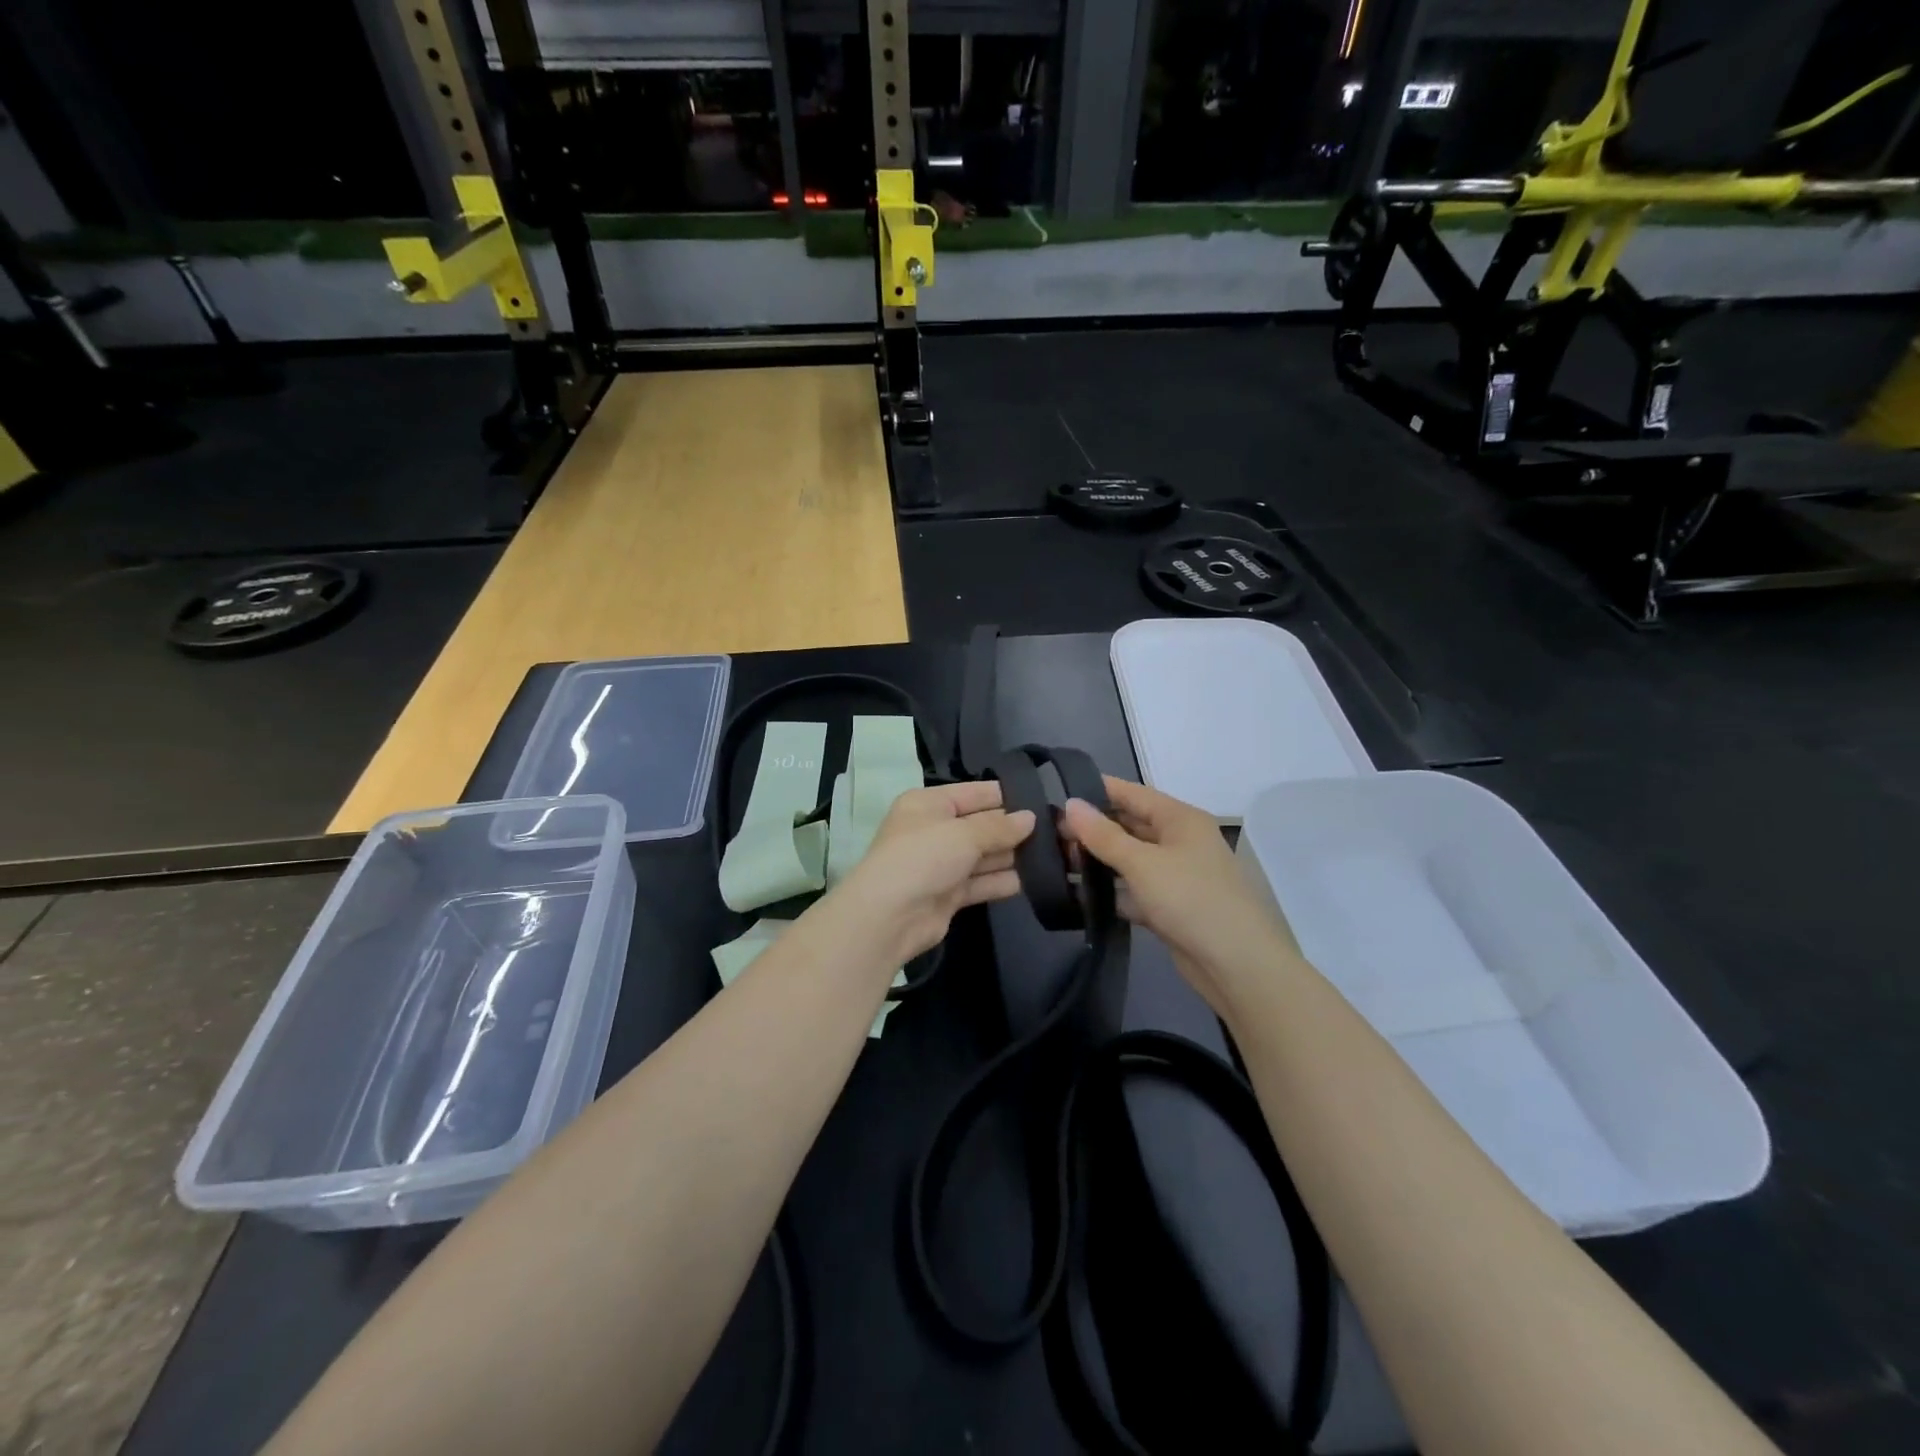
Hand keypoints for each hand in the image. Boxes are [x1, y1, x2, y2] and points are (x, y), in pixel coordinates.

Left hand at [829, 781, 1036, 967]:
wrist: (889, 917)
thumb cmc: (923, 858)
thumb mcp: (963, 834)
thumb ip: (999, 826)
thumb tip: (1030, 818)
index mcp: (928, 804)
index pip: (974, 793)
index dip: (1006, 796)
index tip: (1042, 800)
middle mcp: (934, 830)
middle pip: (981, 825)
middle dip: (1013, 829)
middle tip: (1057, 830)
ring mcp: (940, 864)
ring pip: (983, 855)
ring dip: (1012, 856)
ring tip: (1052, 854)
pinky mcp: (948, 895)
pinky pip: (980, 883)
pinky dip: (1001, 881)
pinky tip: (1032, 881)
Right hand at [1061, 777, 1299, 1017]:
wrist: (1237, 965)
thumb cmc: (1191, 899)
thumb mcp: (1143, 863)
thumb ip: (1103, 835)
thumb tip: (1070, 804)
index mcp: (1180, 819)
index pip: (1132, 793)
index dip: (1097, 790)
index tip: (1057, 793)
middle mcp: (1179, 841)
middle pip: (1129, 825)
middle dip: (1092, 828)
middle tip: (1048, 833)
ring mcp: (1175, 875)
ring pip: (1129, 858)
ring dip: (1097, 860)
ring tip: (1055, 860)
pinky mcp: (1168, 906)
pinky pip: (1132, 890)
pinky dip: (1109, 890)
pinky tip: (1077, 893)